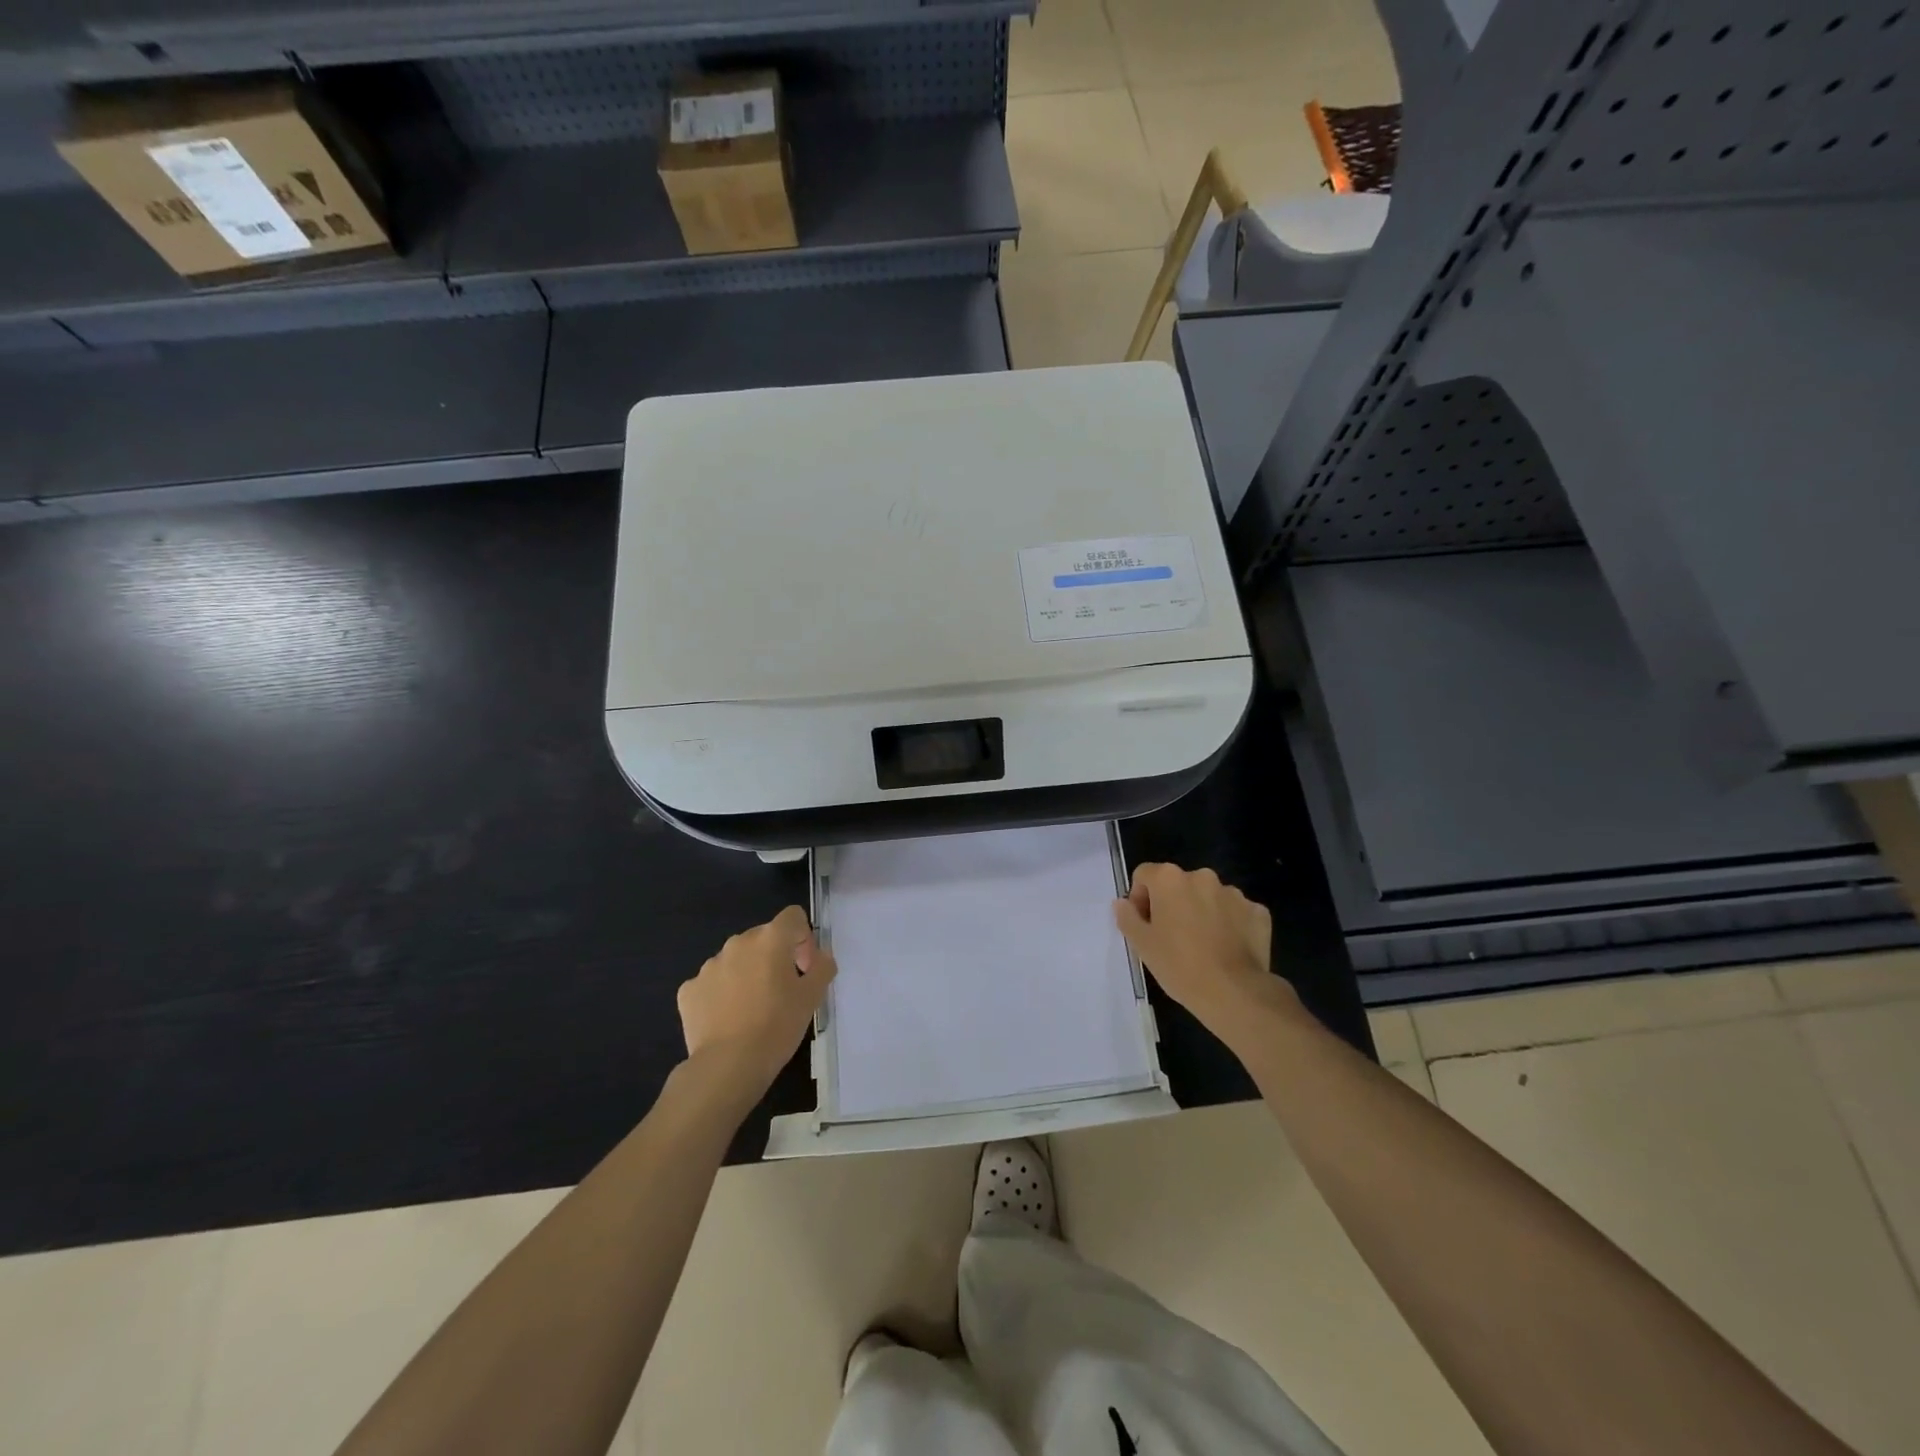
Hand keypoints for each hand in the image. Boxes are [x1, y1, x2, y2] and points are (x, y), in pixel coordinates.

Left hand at [677, 905, 835, 1103]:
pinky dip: (721, 994)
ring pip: (735, 960)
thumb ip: (822, 968)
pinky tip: (727, 1020)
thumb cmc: (777, 1026)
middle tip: (781, 992)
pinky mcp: (688, 989)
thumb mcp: (812, 998)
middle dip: (774, 957)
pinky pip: (712, 983)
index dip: (803, 938)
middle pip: (763, 937)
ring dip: (747, 973)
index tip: (804, 968)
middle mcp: (738, 943)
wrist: (728, 1065)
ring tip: (752, 1009)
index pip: (793, 917)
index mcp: (771, 939)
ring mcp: (709, 965)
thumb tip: (820, 956)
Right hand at [1114, 864, 1299, 1050]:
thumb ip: (1127, 917)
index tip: (1146, 925)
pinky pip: (1236, 912)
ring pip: (1209, 897)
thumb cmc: (1179, 965)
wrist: (1234, 993)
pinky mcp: (1258, 911)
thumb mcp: (1142, 944)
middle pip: (1179, 884)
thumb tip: (1122, 903)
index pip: (1144, 875)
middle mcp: (1202, 876)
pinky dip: (1230, 924)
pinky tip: (1228, 949)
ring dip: (1202, 912)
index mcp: (1170, 879)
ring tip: (1203, 945)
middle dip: (1173, 904)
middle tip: (1173, 937)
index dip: (1140, 898)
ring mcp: (1234, 893)